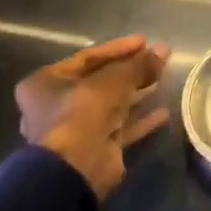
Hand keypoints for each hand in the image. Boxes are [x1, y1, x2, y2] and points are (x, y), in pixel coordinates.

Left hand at [15, 35, 169, 200]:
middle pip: (100, 81)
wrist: (76, 168)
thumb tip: (164, 49)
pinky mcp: (94, 149)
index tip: (145, 42)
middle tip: (155, 60)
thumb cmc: (84, 110)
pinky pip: (120, 129)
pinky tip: (163, 113)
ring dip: (137, 93)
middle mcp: (55, 106)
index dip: (118, 48)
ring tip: (162, 79)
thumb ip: (140, 64)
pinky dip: (140, 120)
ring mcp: (75, 130)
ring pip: (111, 105)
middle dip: (130, 71)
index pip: (87, 58)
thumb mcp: (116, 78)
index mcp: (46, 83)